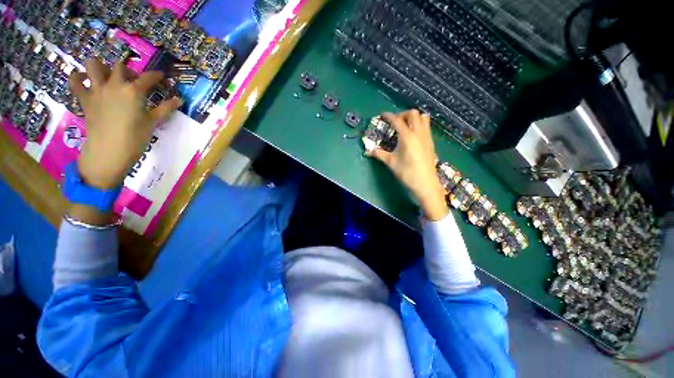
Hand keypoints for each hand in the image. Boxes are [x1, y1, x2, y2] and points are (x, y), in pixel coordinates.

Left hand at [69, 59, 181, 189]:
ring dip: (100, 66)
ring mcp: (96, 90)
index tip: (161, 76)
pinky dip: (78, 77)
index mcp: (133, 91)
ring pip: (93, 65)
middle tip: (133, 80)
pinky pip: (74, 81)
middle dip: (128, 70)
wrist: (109, 150)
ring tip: (106, 75)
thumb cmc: (135, 137)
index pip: (148, 77)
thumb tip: (179, 100)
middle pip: (120, 66)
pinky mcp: (84, 98)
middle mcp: (114, 85)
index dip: (156, 75)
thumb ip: (165, 109)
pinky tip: (85, 80)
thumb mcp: (153, 122)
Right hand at [366, 110, 447, 220]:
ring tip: (405, 126)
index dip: (388, 116)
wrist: (425, 183)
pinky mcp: (431, 142)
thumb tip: (367, 152)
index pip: (397, 120)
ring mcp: (427, 136)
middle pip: (413, 113)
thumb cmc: (406, 172)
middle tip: (395, 122)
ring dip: (413, 117)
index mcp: (407, 136)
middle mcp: (418, 132)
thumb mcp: (391, 162)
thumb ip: (379, 154)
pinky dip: (419, 124)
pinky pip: (427, 126)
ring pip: (423, 117)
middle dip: (402, 114)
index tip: (382, 115)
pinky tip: (413, 135)